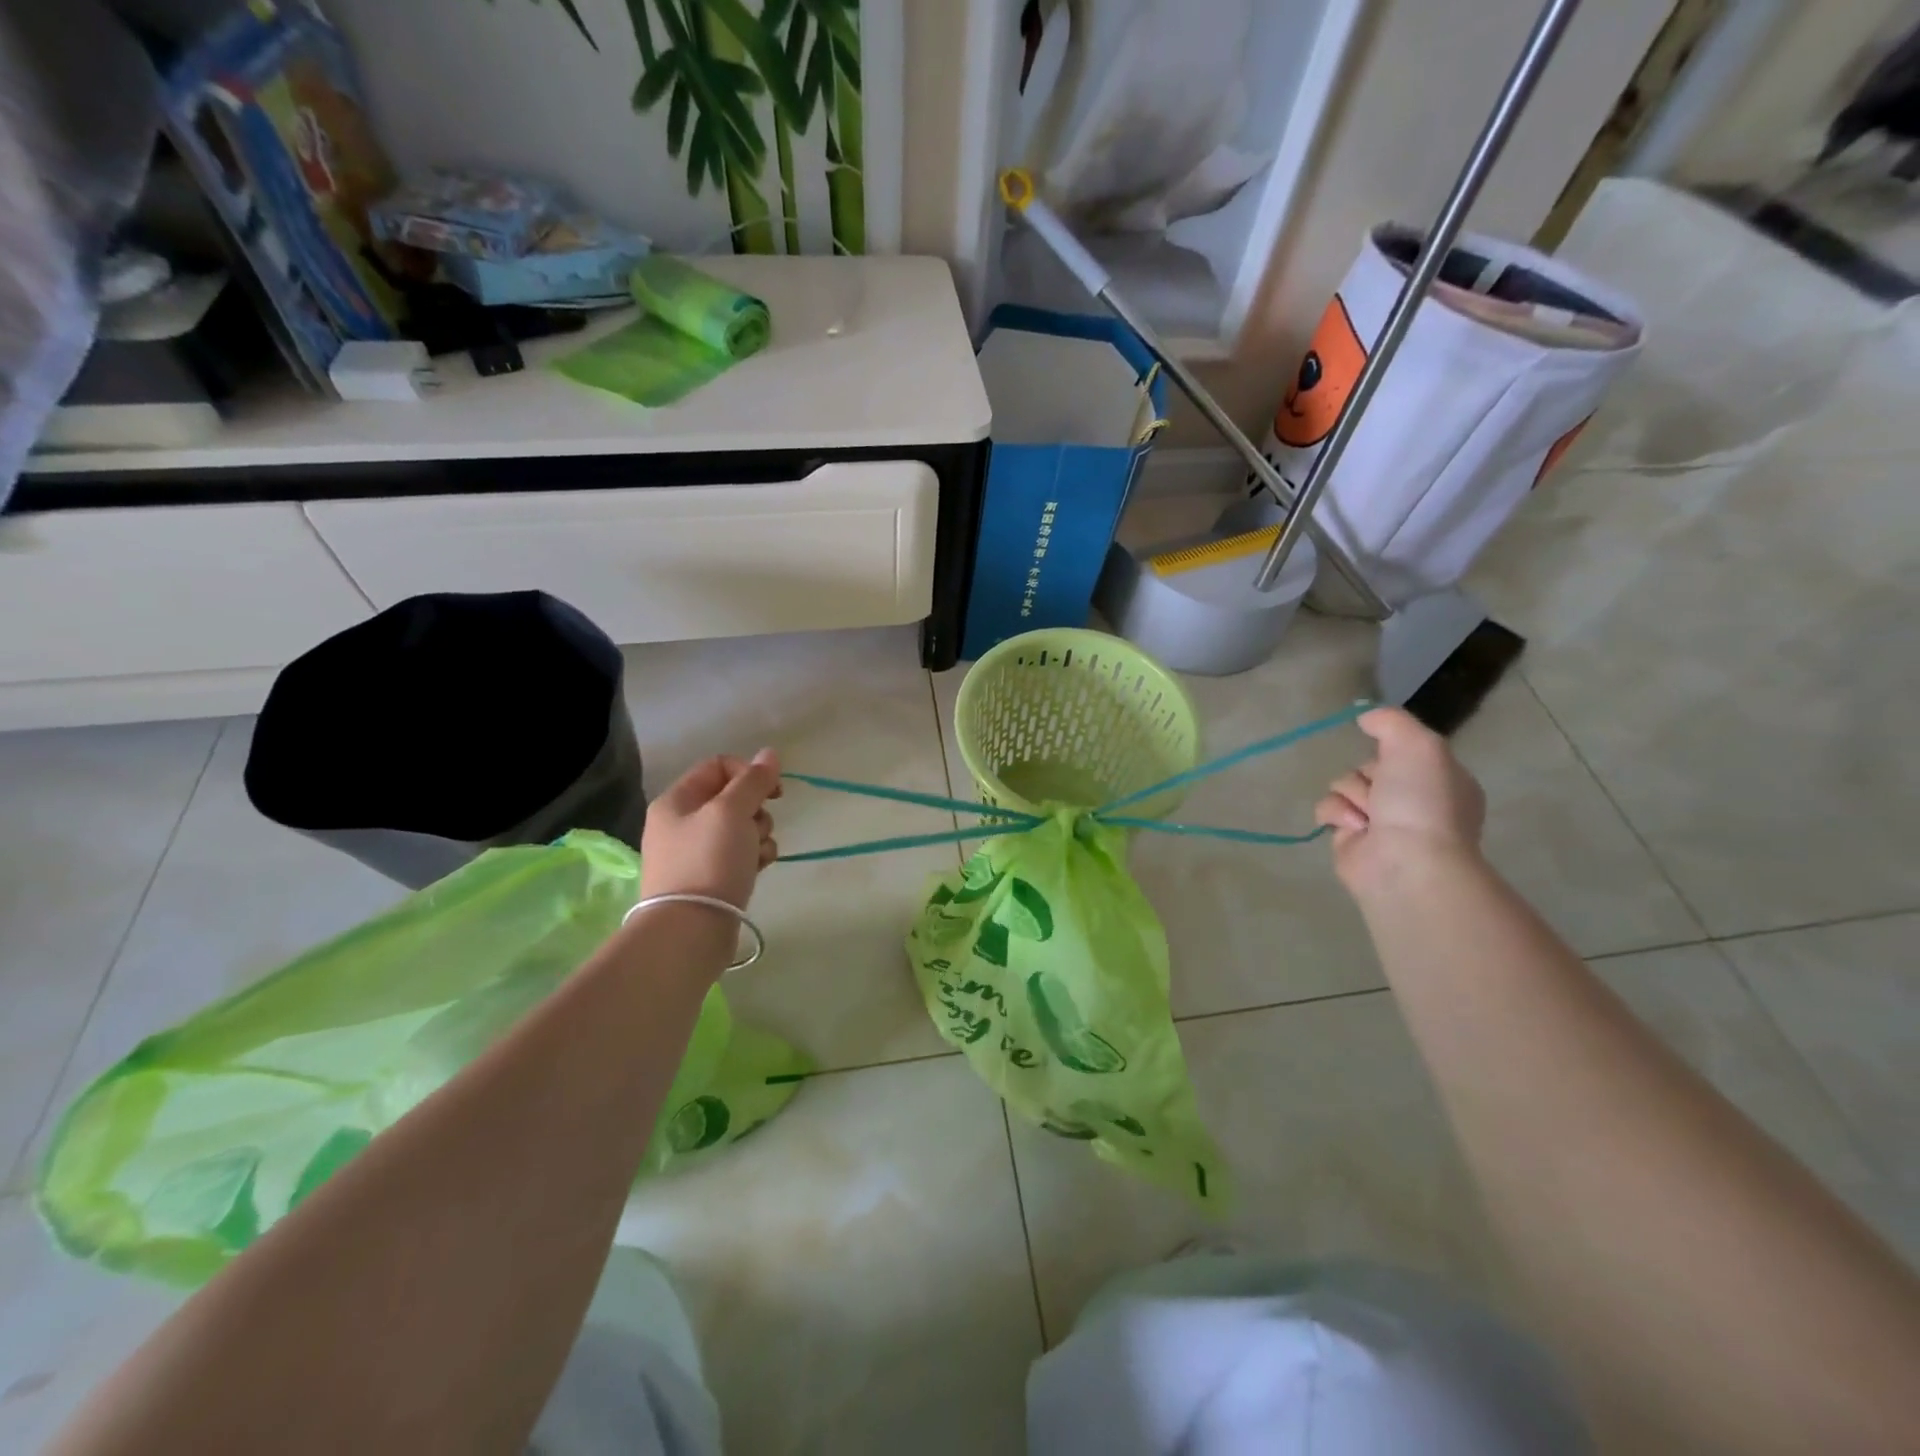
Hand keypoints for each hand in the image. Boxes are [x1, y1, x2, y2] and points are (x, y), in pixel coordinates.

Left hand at [638, 749, 781, 910]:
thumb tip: (770, 753)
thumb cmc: (709, 861)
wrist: (690, 930)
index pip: (720, 766)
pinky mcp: (710, 878)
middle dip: (757, 810)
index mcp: (677, 800)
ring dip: (760, 835)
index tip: (774, 791)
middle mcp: (681, 823)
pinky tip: (758, 869)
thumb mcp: (732, 812)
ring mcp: (695, 852)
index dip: (750, 773)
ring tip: (758, 854)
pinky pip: (740, 855)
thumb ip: (753, 781)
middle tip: (757, 827)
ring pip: (742, 827)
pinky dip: (754, 857)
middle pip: (733, 798)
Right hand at [1314, 707, 1485, 896]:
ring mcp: (1380, 821)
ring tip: (1368, 816)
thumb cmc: (1422, 802)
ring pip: (1345, 784)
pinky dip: (1335, 814)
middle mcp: (1411, 800)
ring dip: (1351, 793)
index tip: (1391, 754)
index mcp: (1439, 779)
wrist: (1406, 861)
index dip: (1392, 750)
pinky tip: (1354, 826)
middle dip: (1367, 773)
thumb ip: (1391, 721)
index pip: (1402, 750)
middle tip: (1382, 790)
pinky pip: (1328, 809)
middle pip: (1368, 765)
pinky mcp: (1350, 839)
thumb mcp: (1418, 744)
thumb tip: (1365, 717)